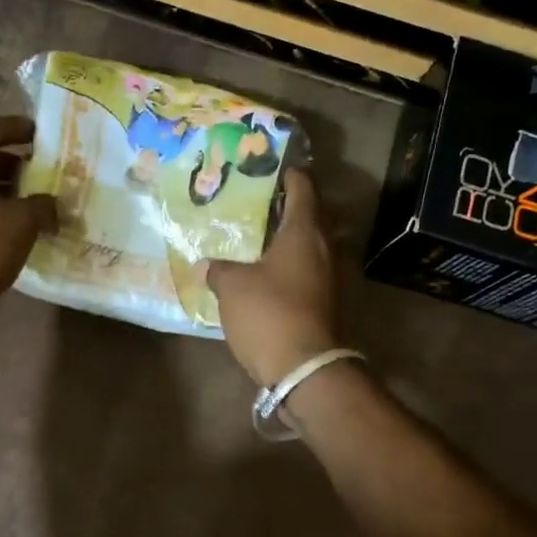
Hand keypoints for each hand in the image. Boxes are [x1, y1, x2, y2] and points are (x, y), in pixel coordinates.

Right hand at [207, 168, 341, 386]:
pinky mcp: (328, 303)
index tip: (276, 168)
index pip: (303, 189)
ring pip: (311, 246)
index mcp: (304, 232)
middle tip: (261, 203)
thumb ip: (219, 270)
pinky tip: (268, 274)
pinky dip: (292, 266)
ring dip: (291, 240)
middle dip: (289, 208)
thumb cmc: (269, 313)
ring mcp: (331, 277)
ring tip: (260, 239)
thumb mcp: (233, 287)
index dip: (291, 175)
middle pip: (312, 217)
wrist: (304, 368)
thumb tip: (206, 265)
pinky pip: (309, 272)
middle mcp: (325, 248)